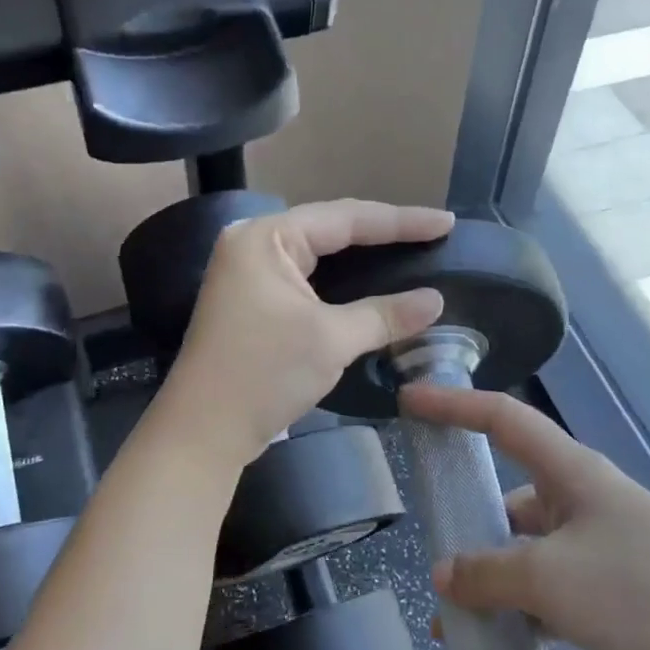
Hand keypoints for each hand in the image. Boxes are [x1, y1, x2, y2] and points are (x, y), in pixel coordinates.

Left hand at [159, 199, 453, 465]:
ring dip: (363, 256)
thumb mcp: (330, 340)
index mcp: (266, 238)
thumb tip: (436, 301)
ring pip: (320, 255)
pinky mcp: (254, 302)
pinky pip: (308, 279)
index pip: (345, 218)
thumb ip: (384, 314)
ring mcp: (250, 274)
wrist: (203, 431)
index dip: (400, 221)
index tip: (446, 222)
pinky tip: (373, 283)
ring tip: (411, 249)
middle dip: (383, 233)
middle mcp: (254, 245)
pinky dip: (342, 282)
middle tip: (434, 233)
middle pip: (331, 229)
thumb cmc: (263, 374)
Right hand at [404, 385, 649, 649]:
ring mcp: (598, 554)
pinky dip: (515, 614)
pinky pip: (544, 598)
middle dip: (469, 517)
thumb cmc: (640, 591)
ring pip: (524, 554)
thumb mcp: (549, 577)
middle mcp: (583, 504)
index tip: (410, 400)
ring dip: (489, 579)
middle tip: (427, 543)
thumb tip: (442, 576)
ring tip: (448, 614)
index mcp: (572, 473)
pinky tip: (489, 645)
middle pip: (510, 495)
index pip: (503, 419)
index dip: (454, 405)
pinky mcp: (609, 602)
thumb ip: (487, 573)